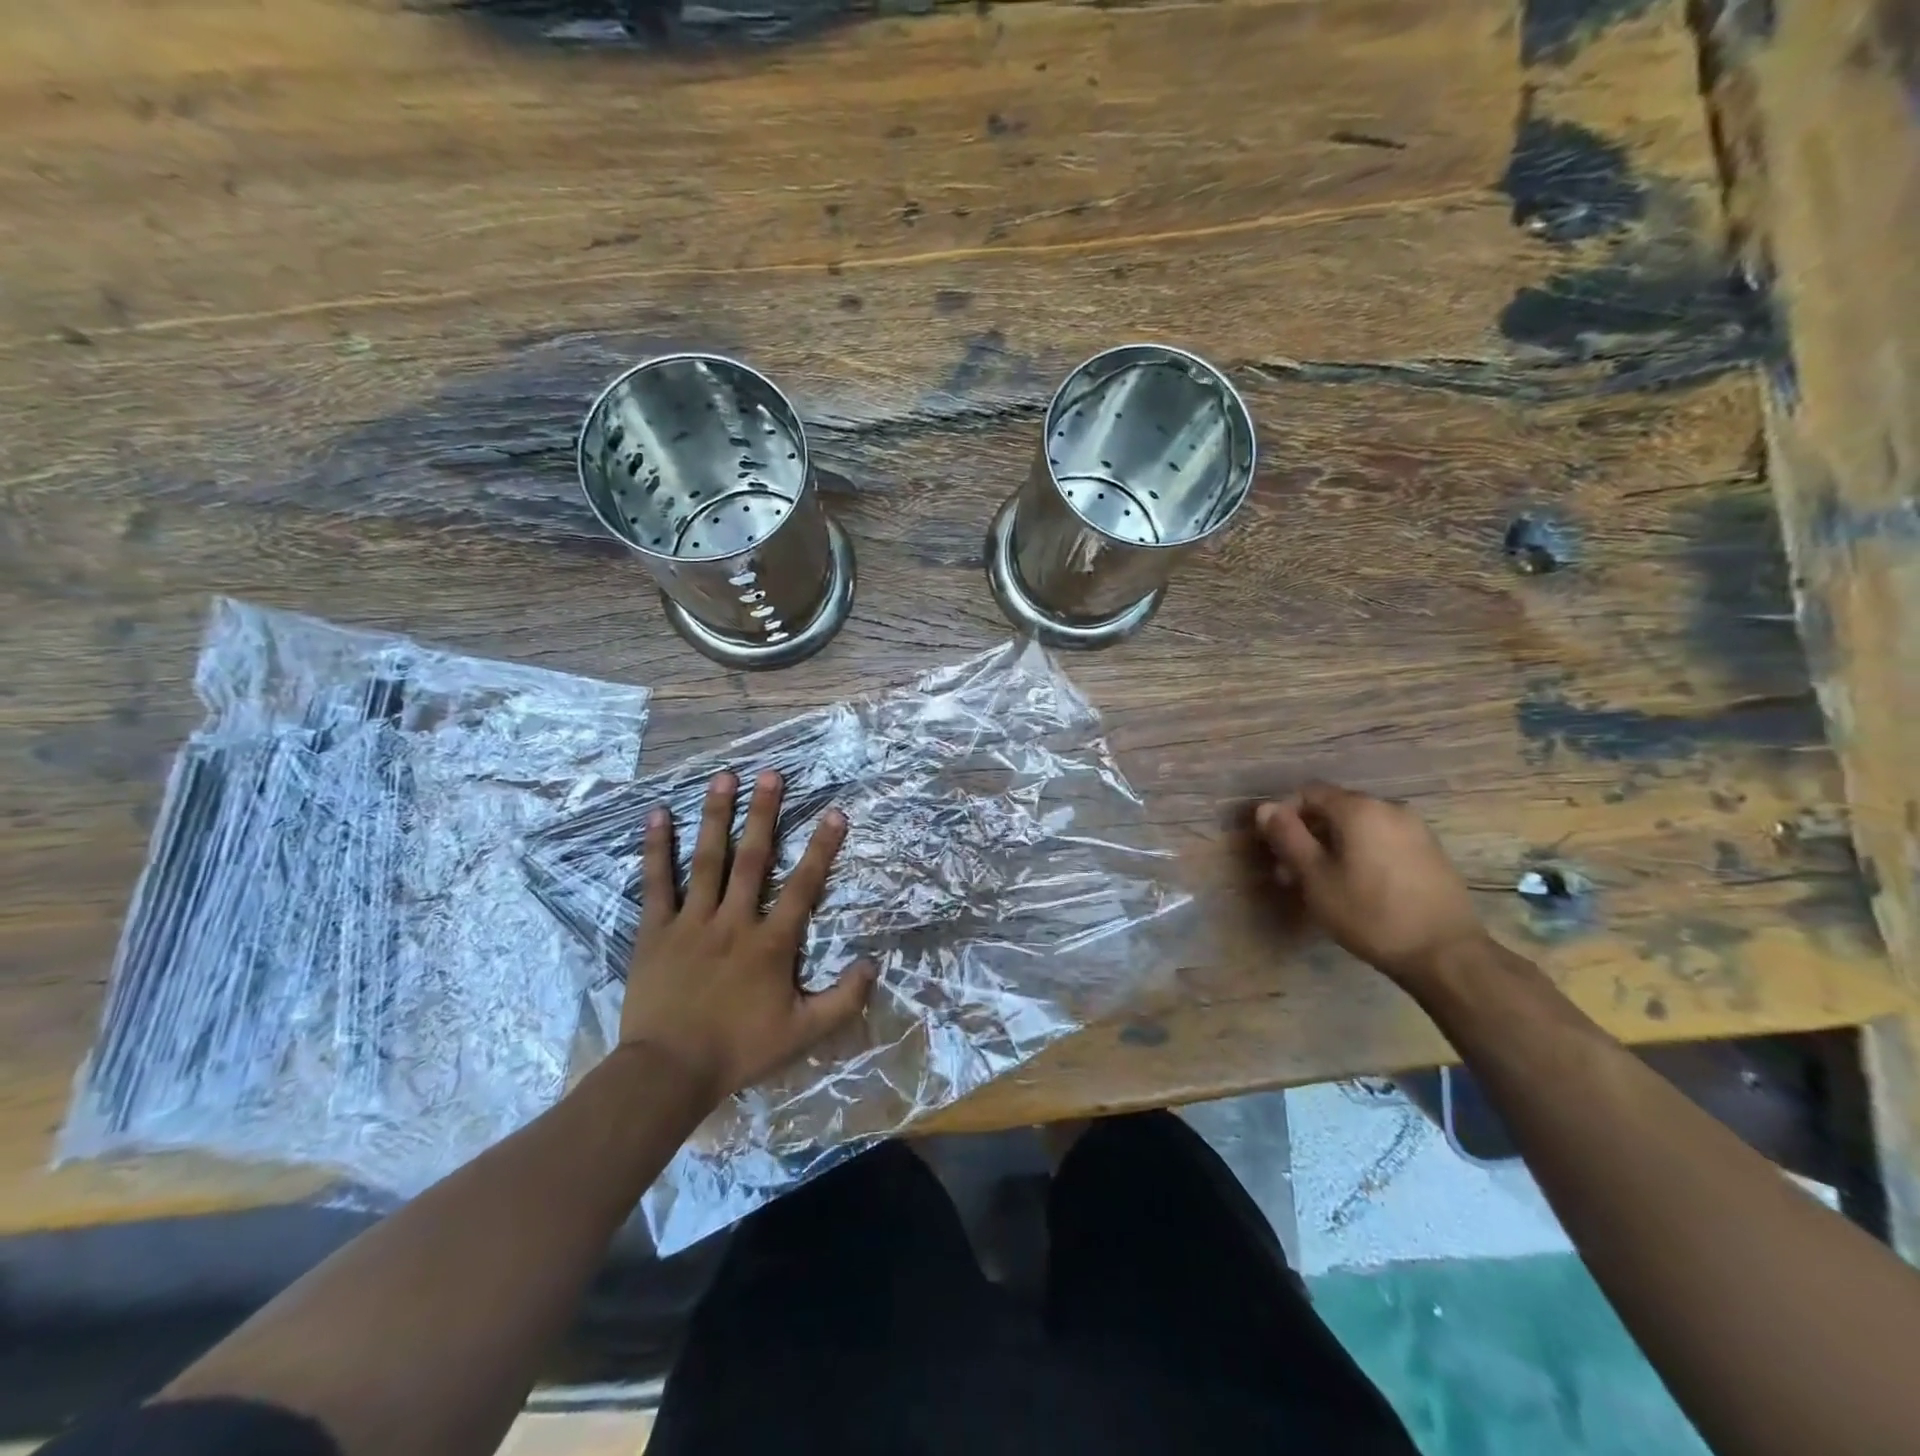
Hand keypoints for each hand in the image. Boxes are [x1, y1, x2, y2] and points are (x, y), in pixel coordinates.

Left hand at [619, 769, 875, 1104]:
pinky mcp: (655, 931)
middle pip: (753, 858)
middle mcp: (734, 920)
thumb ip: (843, 1000)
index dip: (822, 848)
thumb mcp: (803, 1033)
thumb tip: (873, 964)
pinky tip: (657, 815)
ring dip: (716, 816)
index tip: (835, 813)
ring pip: (706, 860)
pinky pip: (656, 883)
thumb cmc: (738, 1050)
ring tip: (723, 778)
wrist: (668, 1072)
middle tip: (771, 774)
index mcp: (771, 942)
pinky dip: (656, 848)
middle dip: (764, 814)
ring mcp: (692, 922)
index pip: (804, 886)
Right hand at [1254, 782, 1487, 985]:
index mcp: (1359, 809)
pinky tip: (1357, 887)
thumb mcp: (1316, 877)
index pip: (1309, 792)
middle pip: (1334, 809)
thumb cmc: (1370, 913)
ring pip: (1359, 827)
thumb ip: (1288, 837)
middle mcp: (1389, 808)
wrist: (1446, 954)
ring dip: (1333, 847)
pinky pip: (1382, 841)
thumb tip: (1265, 807)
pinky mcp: (1430, 852)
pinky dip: (1360, 854)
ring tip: (1322, 885)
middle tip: (1290, 875)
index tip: (1274, 848)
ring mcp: (1415, 829)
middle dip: (1307, 835)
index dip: (1284, 815)